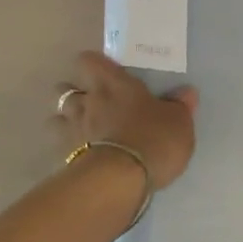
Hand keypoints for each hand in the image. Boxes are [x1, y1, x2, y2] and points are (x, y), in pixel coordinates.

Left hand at [56, 52, 199, 188]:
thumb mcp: (179, 122)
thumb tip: (186, 92)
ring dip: (65, 121)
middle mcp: (87, 101)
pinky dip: (66, 149)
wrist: (120, 181)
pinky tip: (79, 156)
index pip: (89, 60)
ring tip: (81, 130)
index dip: (94, 65)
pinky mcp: (64, 158)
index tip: (105, 73)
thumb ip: (180, 106)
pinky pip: (59, 147)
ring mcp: (72, 130)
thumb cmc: (153, 140)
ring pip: (55, 117)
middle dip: (73, 93)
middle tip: (91, 103)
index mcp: (113, 84)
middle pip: (63, 88)